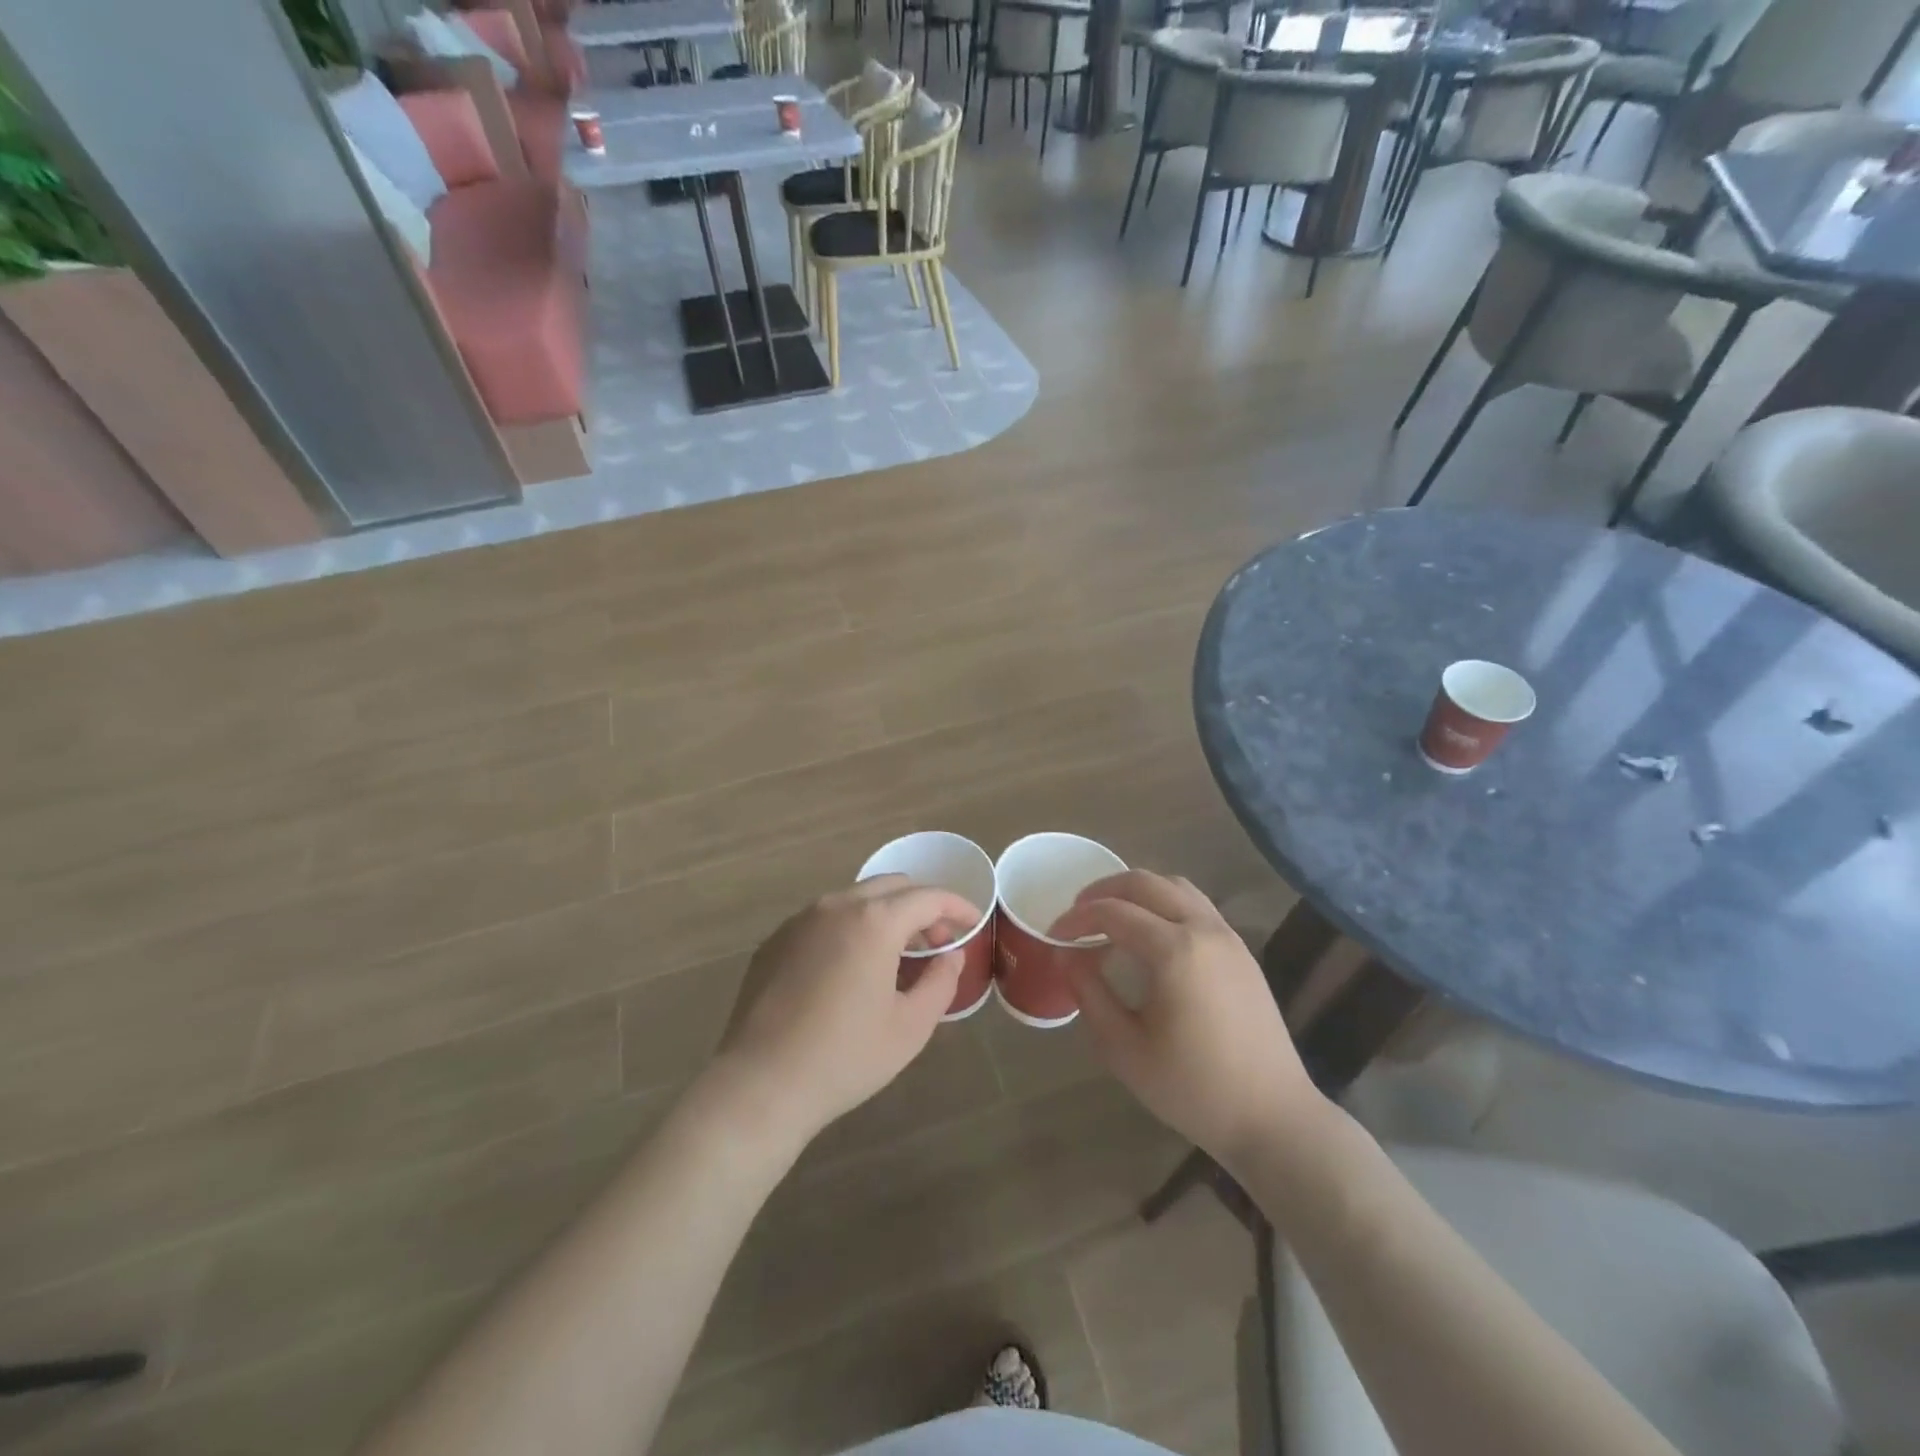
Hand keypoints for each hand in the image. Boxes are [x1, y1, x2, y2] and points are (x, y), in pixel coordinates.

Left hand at [709, 875, 978, 1152]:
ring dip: (885, 915)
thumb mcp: (910, 1027)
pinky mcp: (775, 940)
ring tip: (896, 955)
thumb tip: (950, 956)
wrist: (761, 1084)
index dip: (957, 906)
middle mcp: (836, 906)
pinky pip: (824, 919)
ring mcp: (800, 920)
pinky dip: (850, 929)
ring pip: (855, 899)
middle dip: (921, 907)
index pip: (928, 897)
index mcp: (874, 921)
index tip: (974, 922)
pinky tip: (850, 969)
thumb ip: (940, 982)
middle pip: (891, 887)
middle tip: (937, 941)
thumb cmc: (845, 1057)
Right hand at [1051, 871, 1326, 1174]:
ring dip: (1137, 891)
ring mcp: (1228, 937)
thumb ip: (1089, 994)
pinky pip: (1196, 905)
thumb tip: (1065, 955)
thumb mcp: (1125, 1049)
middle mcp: (1203, 929)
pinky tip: (1150, 934)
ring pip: (1175, 887)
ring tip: (1111, 916)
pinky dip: (1164, 903)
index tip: (1053, 934)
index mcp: (1174, 950)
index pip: (1113, 912)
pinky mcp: (1242, 951)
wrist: (1274, 1118)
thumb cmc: (1193, 1088)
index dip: (1076, 918)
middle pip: (1145, 883)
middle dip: (1103, 890)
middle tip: (1076, 914)